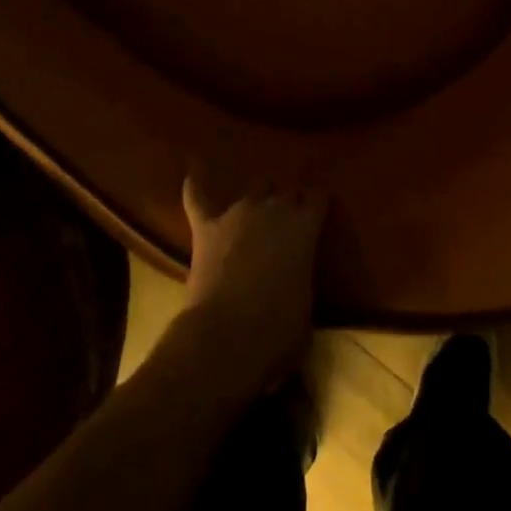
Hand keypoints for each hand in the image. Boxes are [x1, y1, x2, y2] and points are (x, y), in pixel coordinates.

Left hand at [178, 176, 326, 396]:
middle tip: (289, 218)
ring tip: (258, 207)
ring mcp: (238, 213)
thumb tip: (295, 288)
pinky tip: (192, 172)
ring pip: (254, 189)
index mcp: (305, 227)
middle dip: (289, 200)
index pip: (318, 198)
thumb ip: (302, 283)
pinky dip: (196, 185)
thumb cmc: (278, 333)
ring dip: (259, 198)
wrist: (226, 337)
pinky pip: (198, 197)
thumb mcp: (306, 311)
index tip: (317, 211)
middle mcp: (275, 209)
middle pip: (287, 189)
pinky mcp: (207, 227)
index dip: (317, 204)